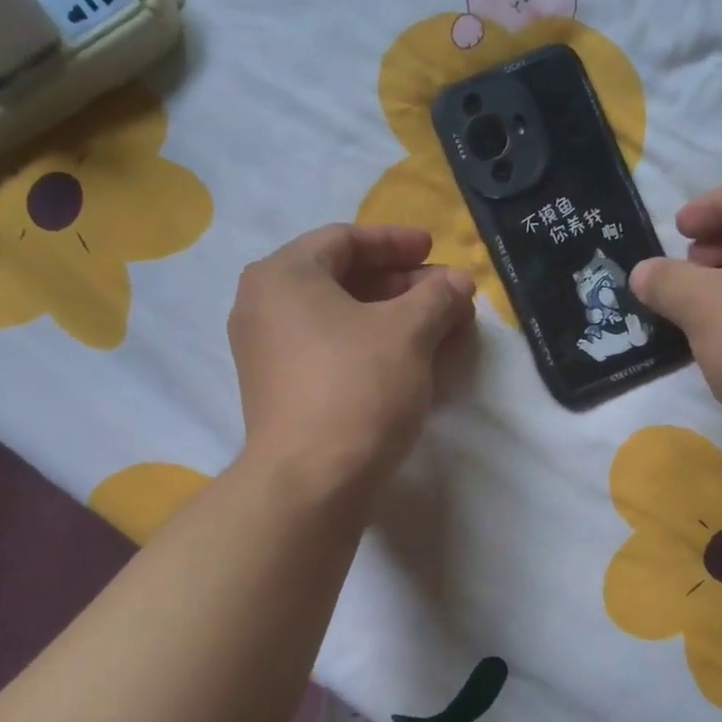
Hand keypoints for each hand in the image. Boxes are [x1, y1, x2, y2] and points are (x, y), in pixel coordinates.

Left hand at [229, 223, 475, 495]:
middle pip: (342, 279)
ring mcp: (267, 352)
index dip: (397, 242)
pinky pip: (329, 350)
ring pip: (339, 318)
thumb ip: (437, 296)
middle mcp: (264, 306)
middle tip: (447, 295)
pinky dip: (369, 346)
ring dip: (391, 318)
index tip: (435, 250)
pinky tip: (409, 361)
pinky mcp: (279, 391)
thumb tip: (458, 283)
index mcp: (283, 275)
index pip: (346, 239)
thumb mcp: (409, 332)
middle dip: (402, 285)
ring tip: (438, 329)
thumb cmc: (357, 388)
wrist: (311, 482)